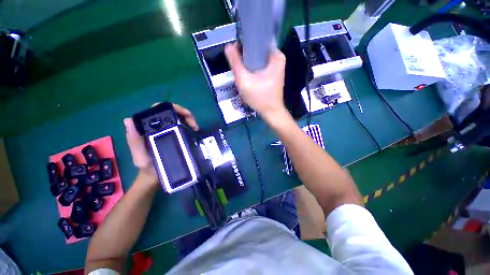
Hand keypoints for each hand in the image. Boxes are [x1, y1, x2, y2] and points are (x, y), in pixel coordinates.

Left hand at [123, 103, 198, 185]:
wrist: (155, 177)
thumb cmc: (148, 168)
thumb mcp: (140, 157)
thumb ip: (134, 141)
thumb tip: (128, 120)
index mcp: (147, 128)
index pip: (158, 110)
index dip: (172, 109)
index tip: (185, 117)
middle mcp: (156, 126)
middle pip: (170, 111)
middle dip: (184, 114)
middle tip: (194, 125)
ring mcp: (165, 130)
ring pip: (177, 117)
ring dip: (188, 119)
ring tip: (195, 128)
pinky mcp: (172, 134)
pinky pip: (180, 124)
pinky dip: (187, 124)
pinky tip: (192, 130)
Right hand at [225, 43, 287, 121]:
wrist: (271, 113)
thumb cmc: (260, 98)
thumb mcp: (244, 80)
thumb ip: (235, 63)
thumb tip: (228, 46)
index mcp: (275, 55)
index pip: (258, 39)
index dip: (245, 43)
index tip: (236, 51)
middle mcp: (277, 58)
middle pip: (257, 50)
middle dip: (245, 56)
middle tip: (238, 66)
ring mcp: (276, 67)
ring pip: (257, 58)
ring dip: (248, 63)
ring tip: (241, 72)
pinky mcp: (272, 74)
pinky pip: (260, 66)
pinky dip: (252, 69)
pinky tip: (247, 76)